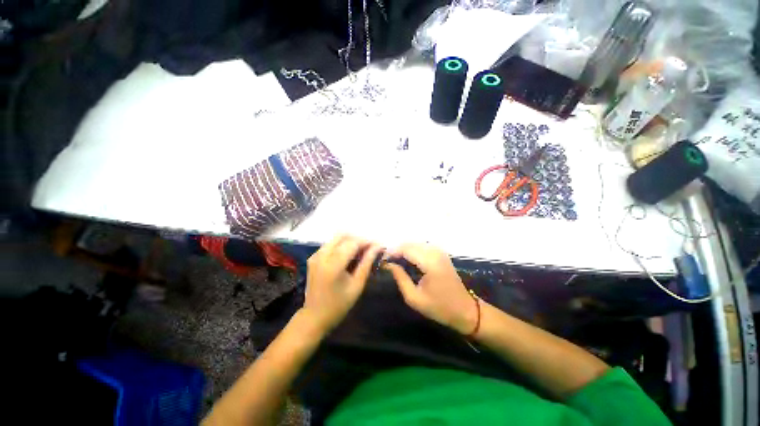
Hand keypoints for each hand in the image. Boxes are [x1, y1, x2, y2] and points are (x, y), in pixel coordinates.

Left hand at [302, 234, 382, 333]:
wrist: (314, 316)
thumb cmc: (339, 304)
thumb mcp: (357, 285)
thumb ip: (367, 263)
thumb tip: (377, 247)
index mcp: (333, 265)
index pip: (352, 243)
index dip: (367, 242)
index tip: (378, 245)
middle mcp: (322, 255)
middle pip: (343, 236)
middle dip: (358, 239)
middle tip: (370, 248)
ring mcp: (316, 255)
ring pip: (336, 238)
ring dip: (350, 241)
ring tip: (361, 251)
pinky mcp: (313, 257)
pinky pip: (330, 244)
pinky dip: (342, 245)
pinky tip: (349, 255)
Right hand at [384, 243, 476, 334]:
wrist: (465, 309)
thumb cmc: (439, 307)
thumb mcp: (414, 298)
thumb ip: (400, 278)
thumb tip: (388, 265)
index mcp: (430, 263)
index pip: (406, 249)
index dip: (392, 252)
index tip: (382, 260)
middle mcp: (435, 252)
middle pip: (410, 244)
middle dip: (397, 250)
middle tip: (387, 261)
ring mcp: (439, 251)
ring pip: (416, 243)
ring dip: (404, 249)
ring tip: (395, 260)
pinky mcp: (441, 253)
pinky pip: (422, 246)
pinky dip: (412, 250)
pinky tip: (407, 259)